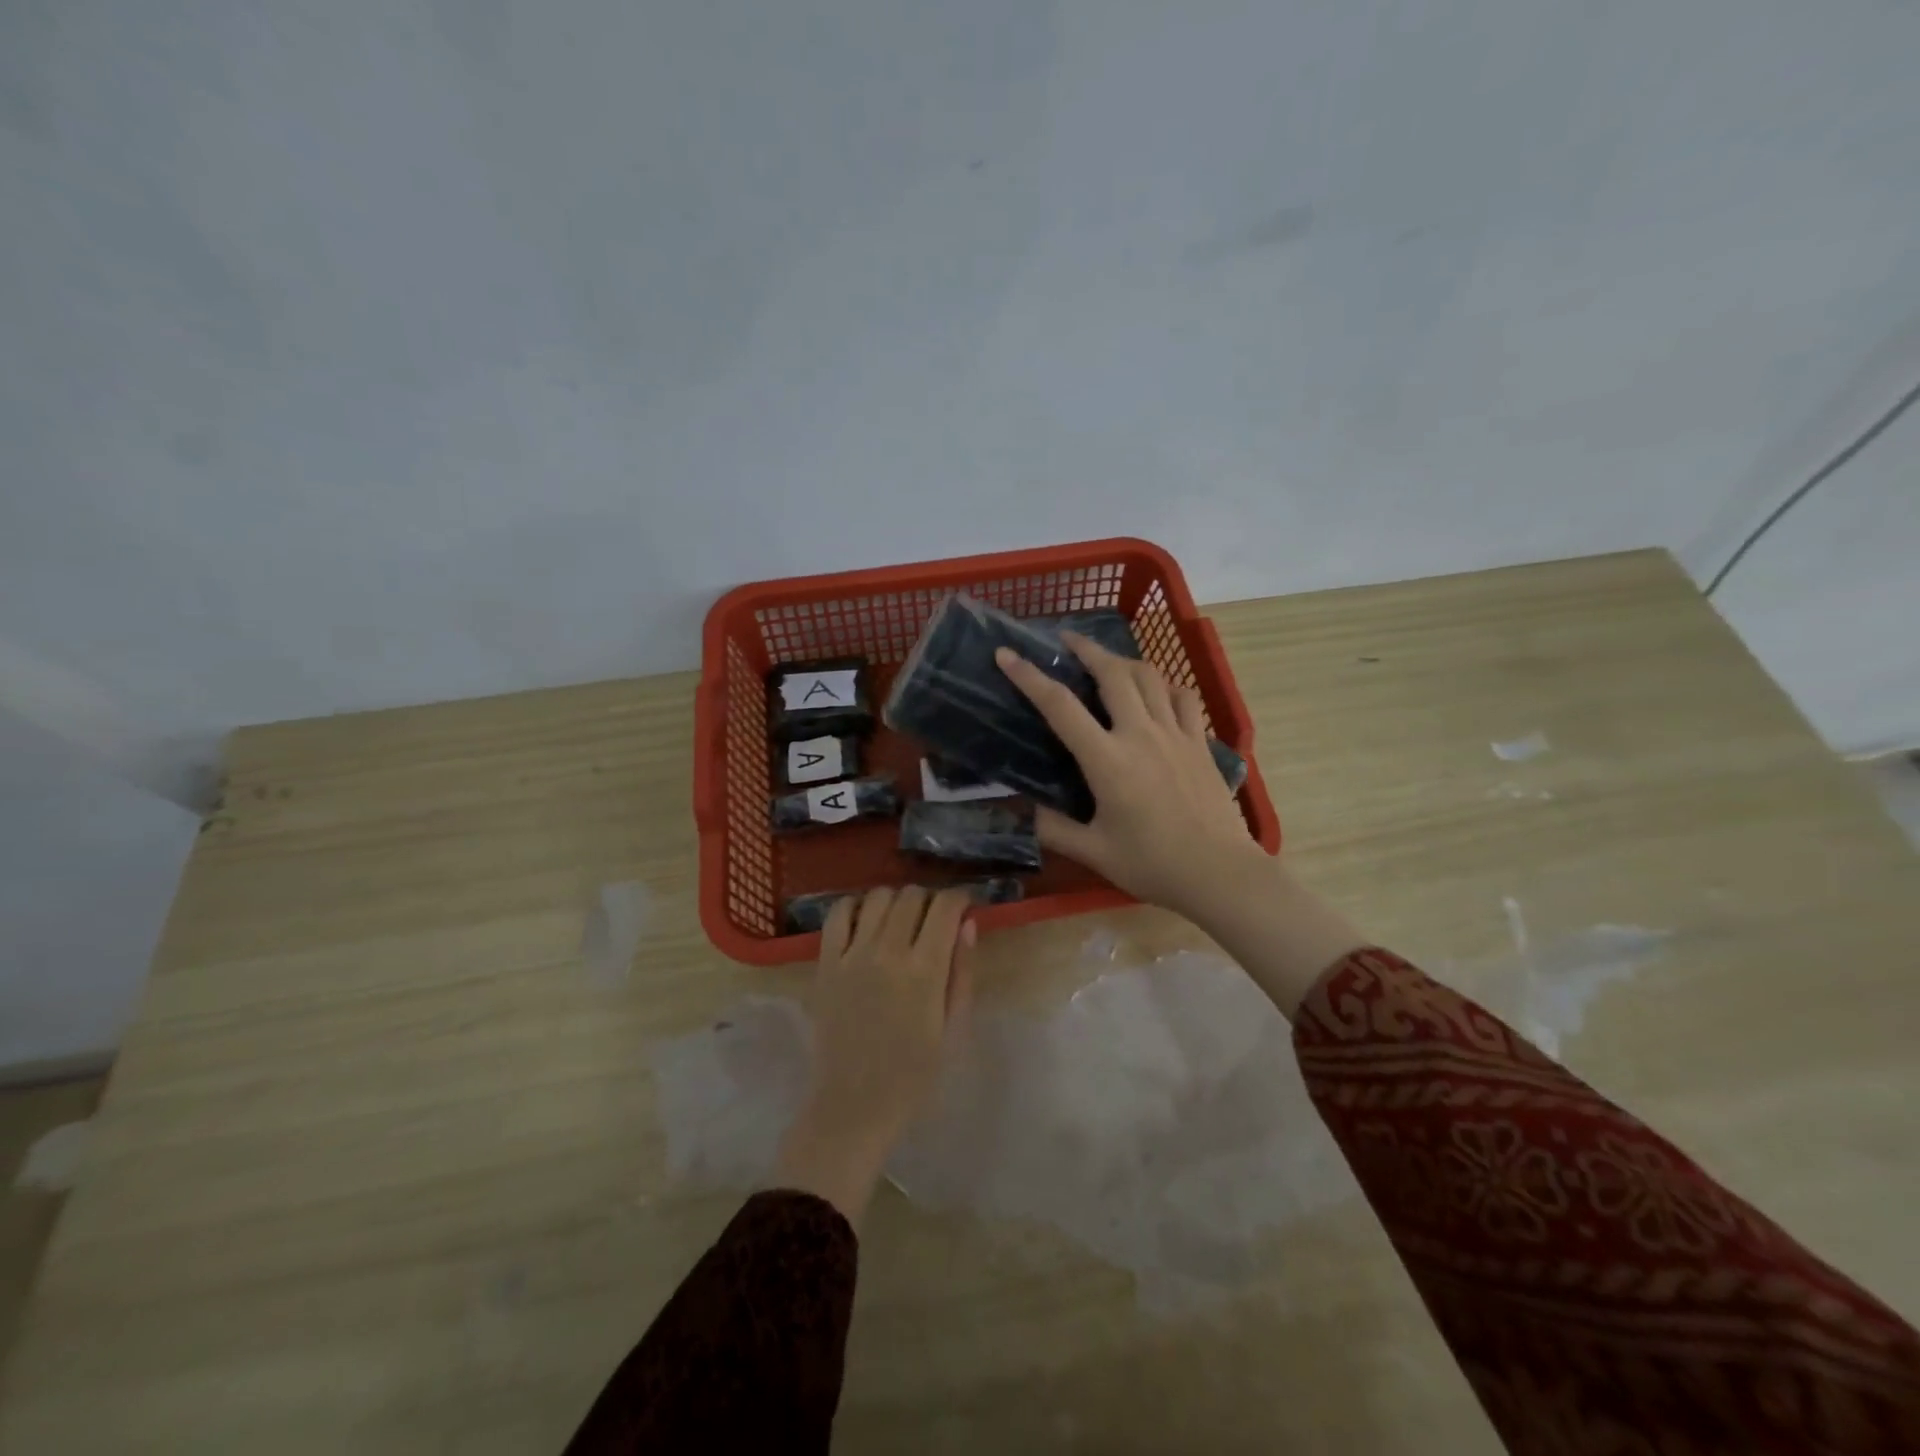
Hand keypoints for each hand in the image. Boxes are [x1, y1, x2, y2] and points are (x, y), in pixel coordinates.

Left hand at [774, 886, 974, 1225]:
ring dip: (896, 900)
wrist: (853, 1106)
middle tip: (933, 920)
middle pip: (912, 895)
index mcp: (925, 971)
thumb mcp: (953, 1029)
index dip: (959, 898)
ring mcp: (852, 955)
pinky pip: (838, 913)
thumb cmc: (913, 1075)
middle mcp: (888, 952)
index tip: (963, 906)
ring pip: (878, 896)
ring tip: (900, 920)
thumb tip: (967, 923)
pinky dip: (855, 906)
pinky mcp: (825, 963)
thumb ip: (962, 973)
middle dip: (930, 900)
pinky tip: (866, 920)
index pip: (945, 906)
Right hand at [999, 632, 1364, 1017]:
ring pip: (1149, 676)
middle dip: (1086, 648)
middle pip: (1112, 673)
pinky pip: (1183, 697)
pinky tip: (1157, 691)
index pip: (1060, 706)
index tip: (1007, 654)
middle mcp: (1140, 734)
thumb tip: (1026, 811)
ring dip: (1123, 660)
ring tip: (1107, 661)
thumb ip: (1054, 829)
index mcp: (1107, 760)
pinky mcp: (1200, 742)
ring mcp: (1176, 734)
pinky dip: (1165, 685)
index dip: (1029, 676)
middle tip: (1066, 640)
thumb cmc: (1152, 864)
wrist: (1219, 872)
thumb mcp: (1093, 852)